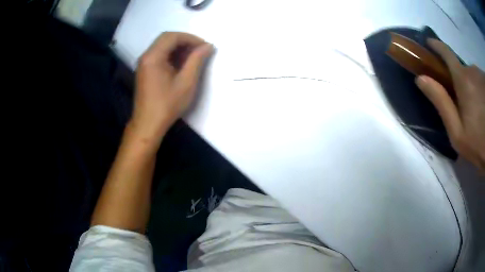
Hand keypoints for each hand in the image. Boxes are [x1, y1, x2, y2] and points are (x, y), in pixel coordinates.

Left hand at [129, 32, 212, 145]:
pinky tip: (181, 64)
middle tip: (200, 50)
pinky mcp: (145, 70)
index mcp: (153, 57)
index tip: (204, 47)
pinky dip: (172, 55)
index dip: (191, 38)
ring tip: (193, 57)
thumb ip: (197, 60)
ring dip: (179, 48)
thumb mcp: (186, 82)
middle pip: (166, 38)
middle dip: (185, 41)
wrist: (148, 124)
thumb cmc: (167, 105)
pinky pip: (159, 55)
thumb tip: (208, 46)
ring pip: (162, 46)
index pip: (172, 36)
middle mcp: (146, 56)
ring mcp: (144, 63)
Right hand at [415, 39, 484, 169]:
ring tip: (479, 114)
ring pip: (473, 77)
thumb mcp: (458, 133)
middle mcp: (472, 71)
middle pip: (462, 71)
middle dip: (460, 82)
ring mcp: (481, 76)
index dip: (436, 46)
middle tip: (465, 107)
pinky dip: (480, 92)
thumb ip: (441, 103)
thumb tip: (421, 79)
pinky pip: (481, 82)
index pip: (446, 53)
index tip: (429, 43)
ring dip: (472, 89)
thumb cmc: (479, 143)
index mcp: (463, 80)